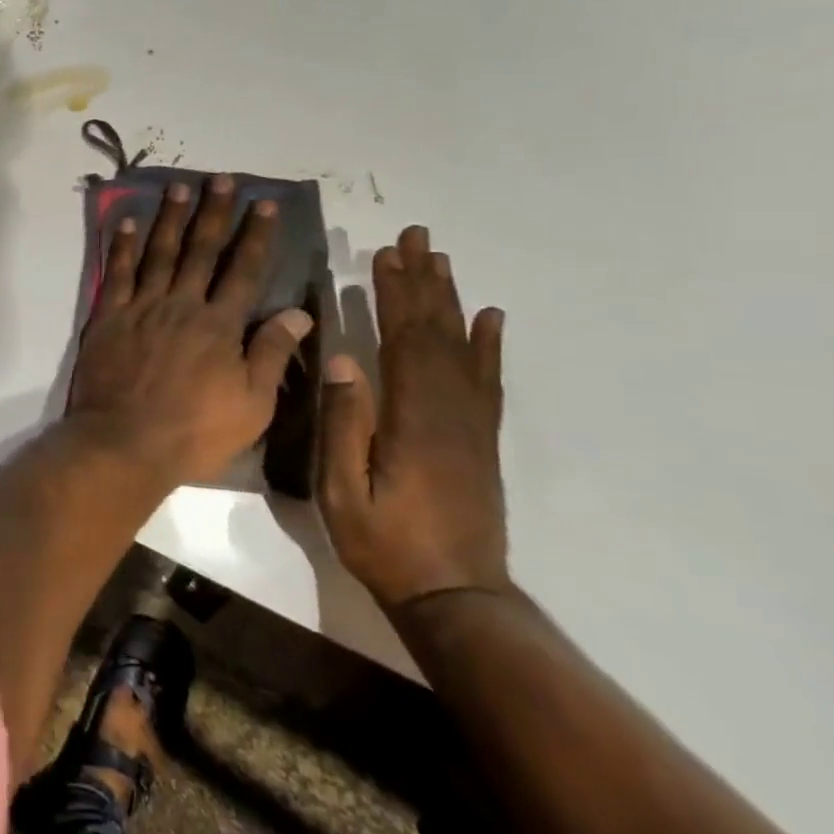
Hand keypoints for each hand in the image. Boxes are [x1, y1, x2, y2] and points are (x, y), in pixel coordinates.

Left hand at [69, 175, 313, 485]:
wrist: (124, 442)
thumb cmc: (194, 431)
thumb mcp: (251, 404)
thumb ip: (271, 354)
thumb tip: (298, 312)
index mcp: (220, 325)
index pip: (244, 270)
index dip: (256, 235)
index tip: (263, 204)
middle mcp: (181, 304)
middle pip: (201, 250)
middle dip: (213, 213)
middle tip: (221, 179)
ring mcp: (141, 307)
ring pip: (159, 252)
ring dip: (170, 218)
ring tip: (179, 187)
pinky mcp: (107, 316)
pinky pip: (116, 272)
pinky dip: (122, 246)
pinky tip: (127, 222)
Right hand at [318, 226, 509, 608]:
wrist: (454, 597)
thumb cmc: (386, 544)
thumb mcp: (344, 491)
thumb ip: (345, 425)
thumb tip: (343, 359)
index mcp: (415, 418)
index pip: (404, 340)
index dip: (395, 293)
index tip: (385, 253)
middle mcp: (451, 410)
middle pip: (437, 332)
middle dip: (424, 281)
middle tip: (416, 237)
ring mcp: (472, 424)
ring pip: (462, 348)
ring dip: (450, 300)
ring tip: (441, 260)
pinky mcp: (481, 439)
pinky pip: (488, 381)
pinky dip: (489, 345)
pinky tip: (490, 318)